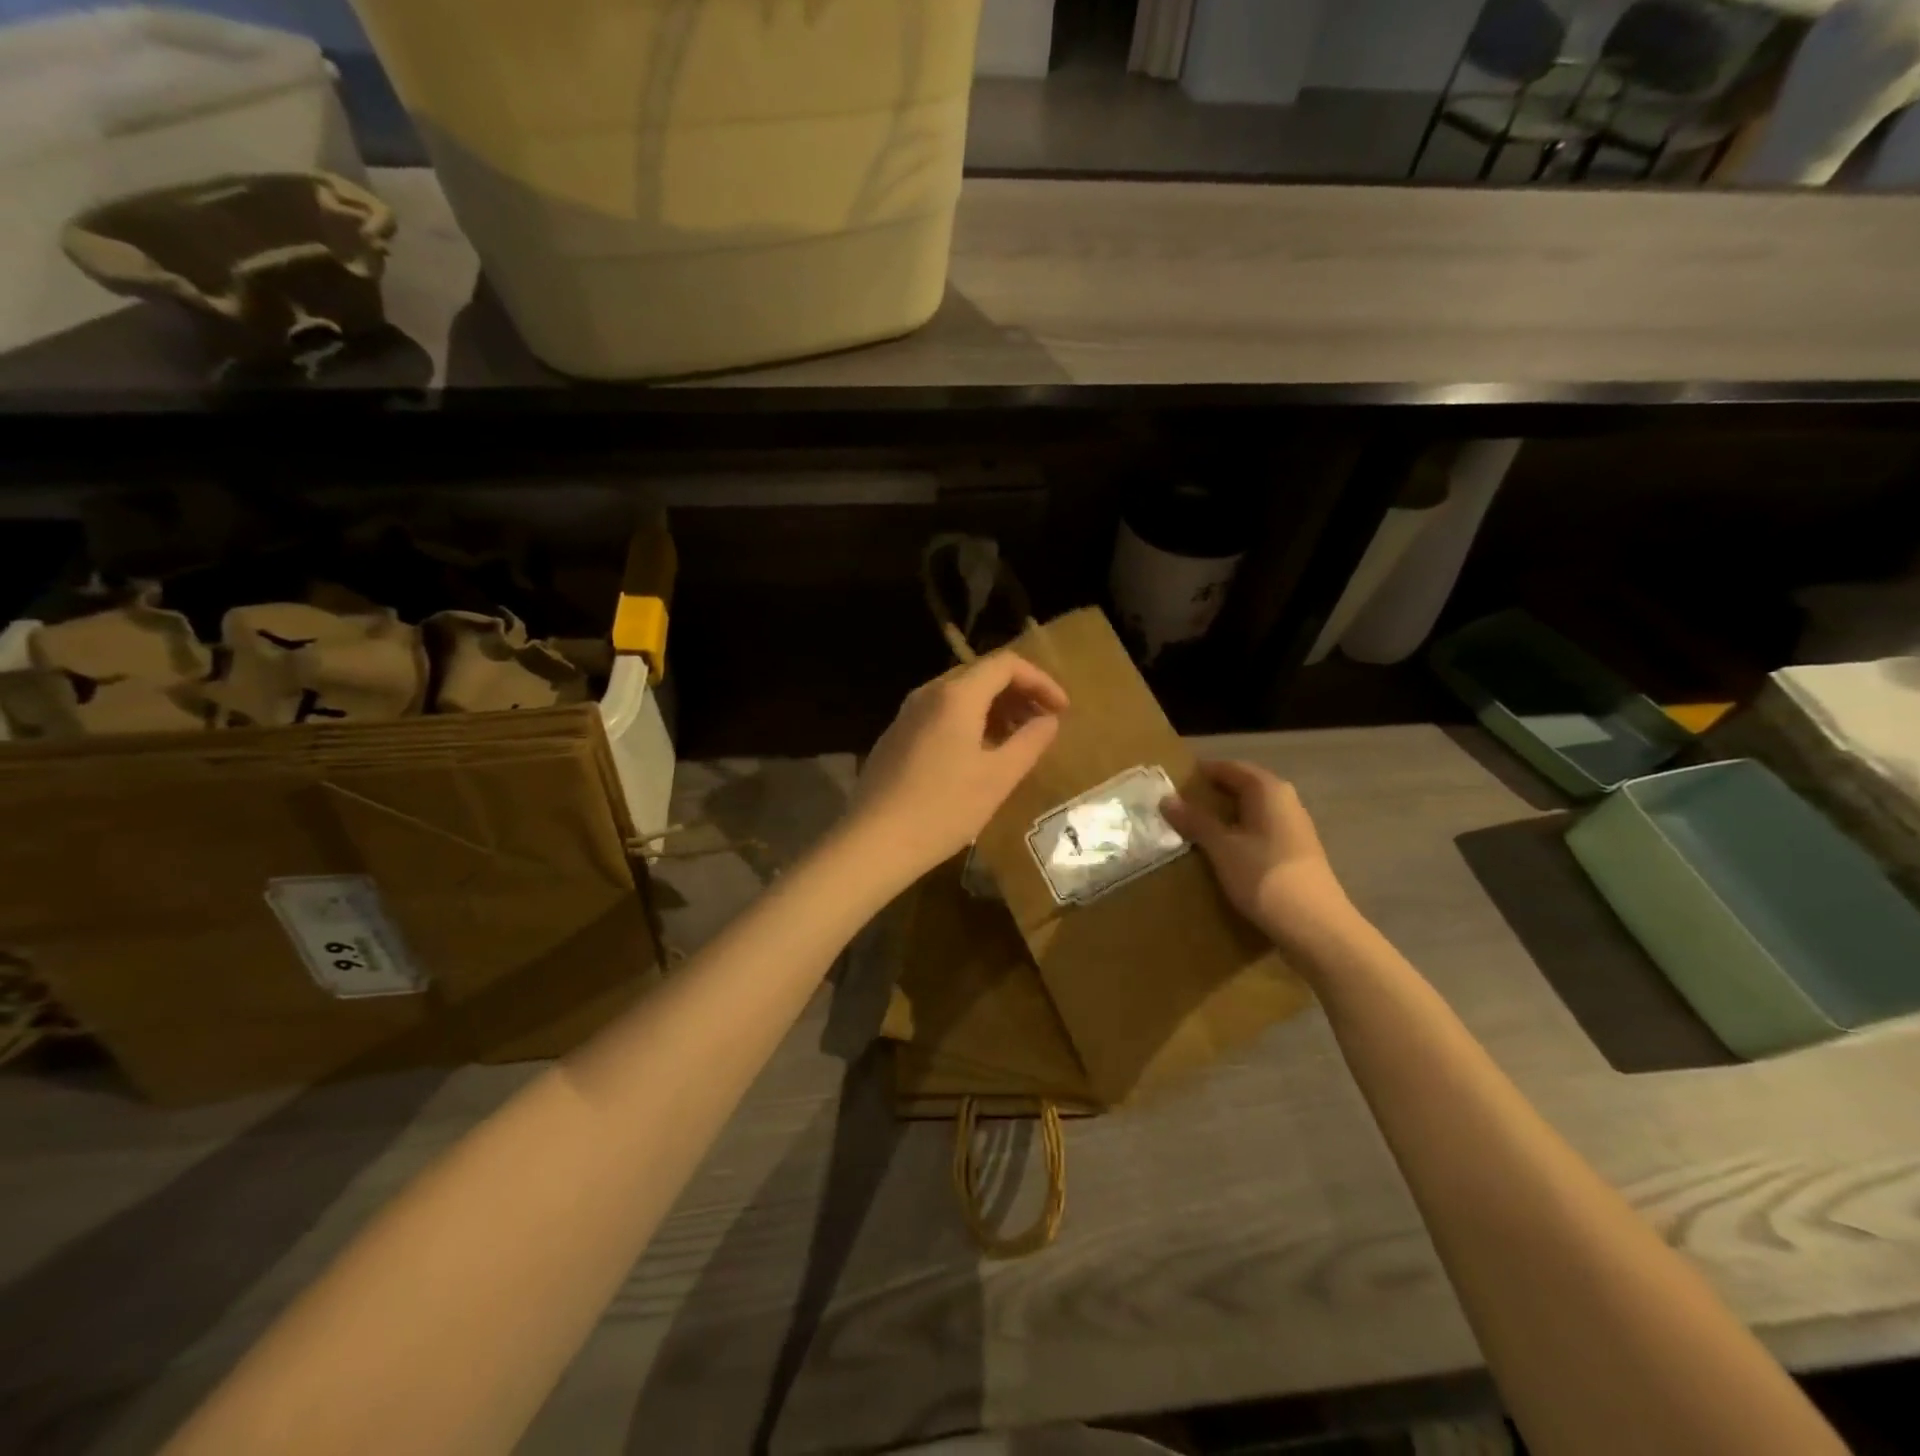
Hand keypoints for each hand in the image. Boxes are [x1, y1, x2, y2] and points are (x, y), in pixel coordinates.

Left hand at [846, 652, 1068, 883]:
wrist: (874, 841)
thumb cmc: (944, 808)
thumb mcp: (998, 778)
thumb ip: (1030, 742)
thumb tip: (1049, 721)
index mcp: (956, 695)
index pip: (1006, 665)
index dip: (1041, 681)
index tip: (1062, 710)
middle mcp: (928, 693)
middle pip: (982, 675)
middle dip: (1019, 694)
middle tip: (1044, 724)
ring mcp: (907, 714)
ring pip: (960, 695)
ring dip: (994, 709)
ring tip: (1017, 741)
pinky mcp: (895, 736)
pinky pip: (940, 714)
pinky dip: (969, 722)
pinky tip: (978, 755)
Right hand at [1162, 760, 1358, 951]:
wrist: (1316, 927)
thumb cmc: (1265, 877)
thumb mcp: (1222, 848)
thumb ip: (1195, 821)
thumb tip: (1166, 798)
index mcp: (1268, 790)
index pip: (1229, 767)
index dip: (1201, 772)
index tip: (1173, 781)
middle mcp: (1285, 801)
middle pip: (1242, 787)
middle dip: (1211, 794)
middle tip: (1177, 805)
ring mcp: (1294, 828)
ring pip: (1251, 811)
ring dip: (1224, 816)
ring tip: (1193, 828)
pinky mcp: (1294, 853)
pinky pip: (1259, 831)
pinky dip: (1238, 834)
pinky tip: (1221, 851)